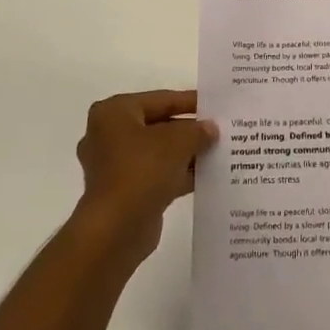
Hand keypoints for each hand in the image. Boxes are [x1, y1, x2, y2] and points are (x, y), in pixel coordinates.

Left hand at [73, 90, 217, 264]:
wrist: (116, 229)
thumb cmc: (142, 171)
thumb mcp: (178, 141)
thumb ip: (197, 130)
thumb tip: (210, 129)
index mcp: (114, 113)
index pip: (160, 99)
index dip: (190, 101)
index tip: (215, 104)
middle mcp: (109, 135)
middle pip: (158, 125)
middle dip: (189, 130)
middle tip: (220, 129)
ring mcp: (115, 165)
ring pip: (158, 152)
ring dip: (186, 153)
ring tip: (219, 151)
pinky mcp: (124, 191)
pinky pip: (156, 174)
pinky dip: (178, 174)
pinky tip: (207, 176)